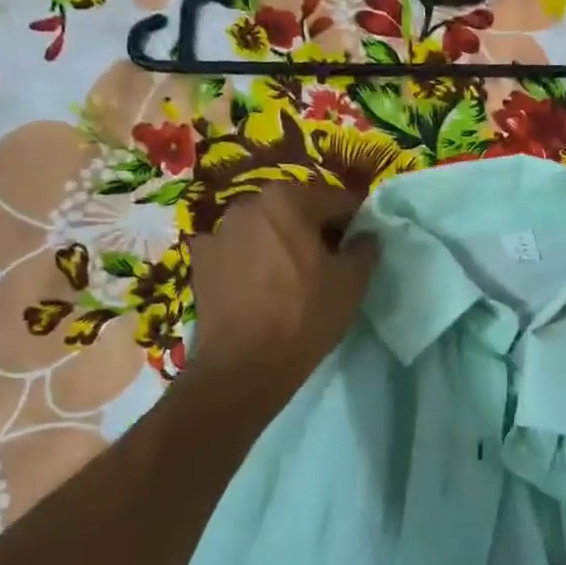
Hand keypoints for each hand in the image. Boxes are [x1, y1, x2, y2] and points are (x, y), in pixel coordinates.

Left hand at [185, 182, 378, 400]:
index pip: (336, 201)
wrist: (244, 365)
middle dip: (313, 230)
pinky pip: (236, 252)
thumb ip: (365, 249)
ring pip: (263, 230)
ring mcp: (217, 232)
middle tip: (329, 263)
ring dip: (280, 244)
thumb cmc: (305, 316)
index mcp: (287, 199)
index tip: (361, 245)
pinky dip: (249, 262)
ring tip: (291, 278)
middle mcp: (247, 204)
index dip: (354, 222)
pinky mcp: (199, 261)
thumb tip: (366, 236)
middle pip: (295, 211)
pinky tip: (258, 288)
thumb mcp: (351, 283)